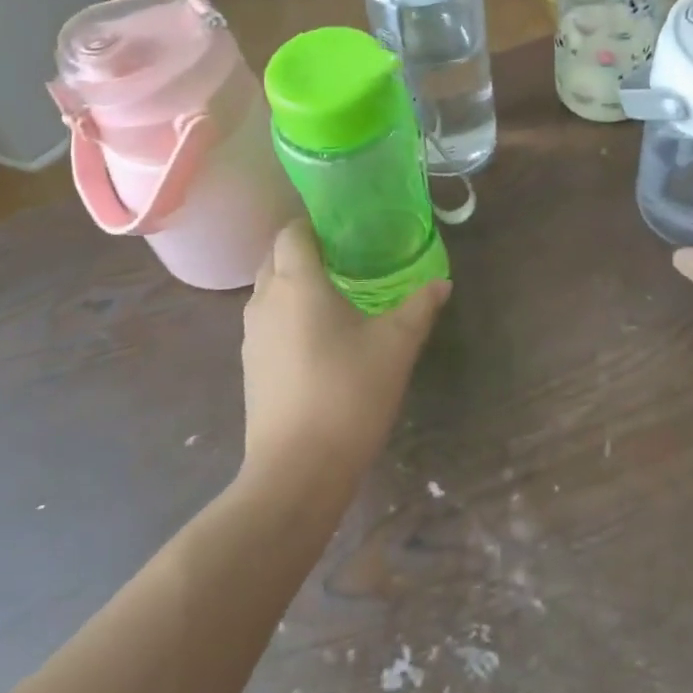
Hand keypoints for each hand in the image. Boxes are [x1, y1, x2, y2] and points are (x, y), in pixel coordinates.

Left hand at [240, 221, 448, 485]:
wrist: (296, 470)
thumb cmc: (348, 393)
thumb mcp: (396, 346)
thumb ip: (420, 307)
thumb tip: (441, 284)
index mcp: (296, 282)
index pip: (291, 231)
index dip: (314, 222)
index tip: (345, 228)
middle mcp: (265, 299)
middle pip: (275, 256)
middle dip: (304, 249)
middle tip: (346, 256)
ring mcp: (251, 335)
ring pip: (268, 289)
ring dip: (294, 282)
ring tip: (335, 293)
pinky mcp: (250, 366)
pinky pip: (267, 320)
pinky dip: (287, 313)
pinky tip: (318, 336)